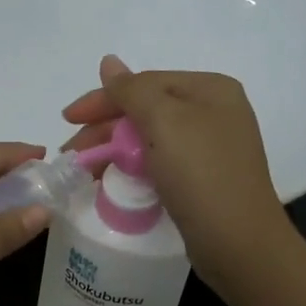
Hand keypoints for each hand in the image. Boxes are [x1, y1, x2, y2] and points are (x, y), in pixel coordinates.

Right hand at [63, 55, 295, 294]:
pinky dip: (133, 169)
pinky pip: (160, 165)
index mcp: (210, 90)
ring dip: (114, 151)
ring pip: (150, 140)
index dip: (103, 99)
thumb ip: (132, 91)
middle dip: (105, 129)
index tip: (67, 119)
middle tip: (70, 153)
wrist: (238, 243)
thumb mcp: (164, 122)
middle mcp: (214, 113)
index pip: (145, 83)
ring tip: (84, 171)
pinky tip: (112, 182)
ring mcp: (210, 149)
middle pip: (147, 111)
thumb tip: (108, 62)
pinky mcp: (203, 181)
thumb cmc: (201, 175)